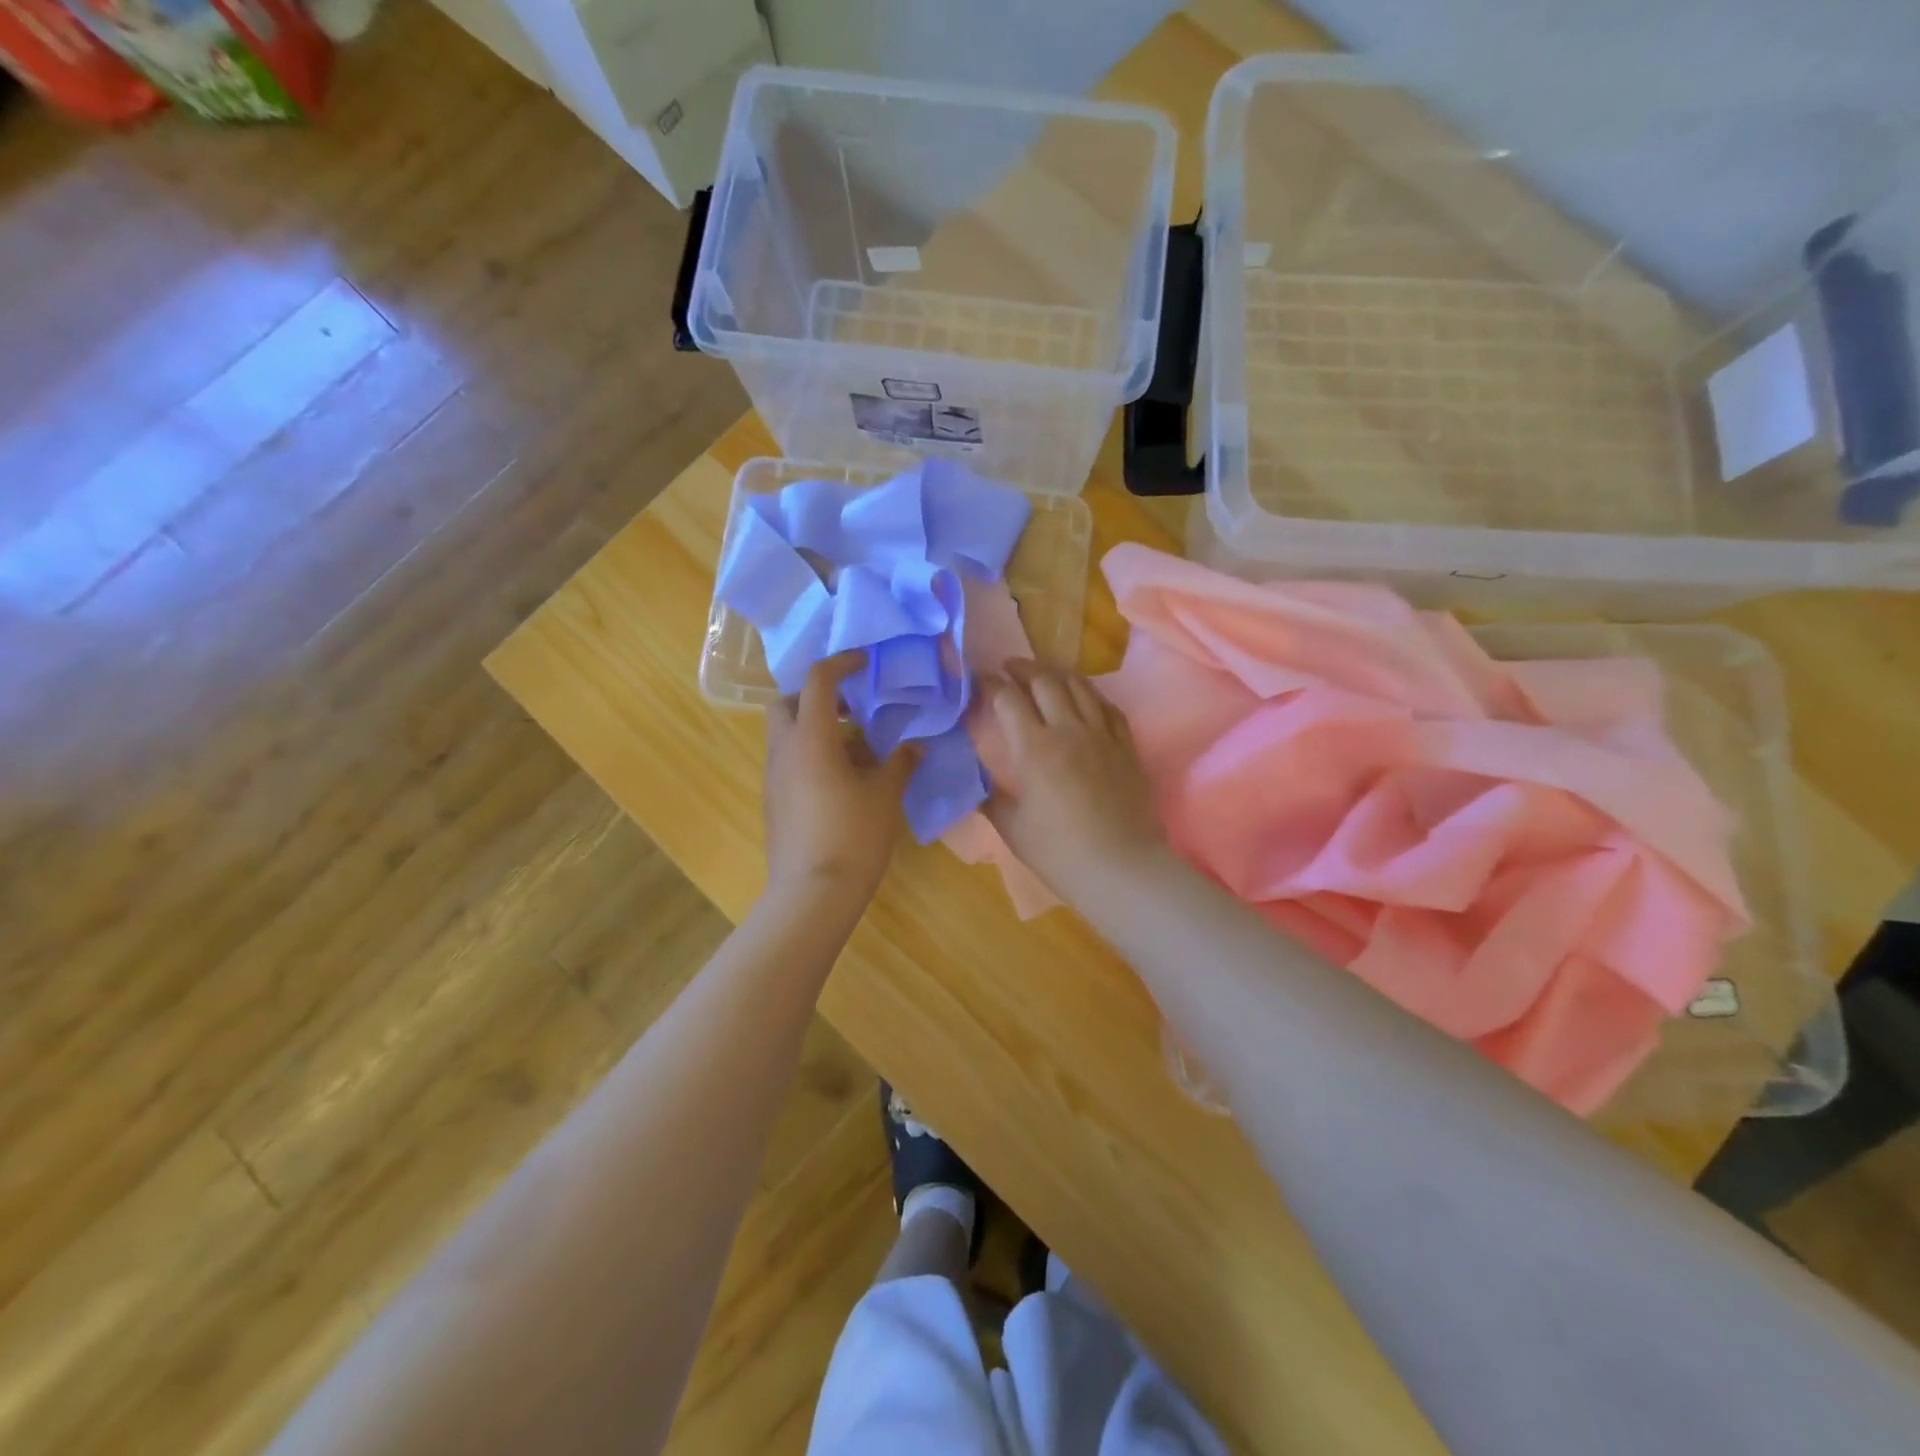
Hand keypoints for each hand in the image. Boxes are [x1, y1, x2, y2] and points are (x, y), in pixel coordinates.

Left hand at [763, 652, 913, 906]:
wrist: (812, 894)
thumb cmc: (853, 836)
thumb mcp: (885, 795)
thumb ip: (900, 763)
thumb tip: (915, 747)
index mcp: (810, 738)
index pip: (817, 680)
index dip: (841, 663)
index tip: (864, 662)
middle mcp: (783, 751)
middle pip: (786, 703)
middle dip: (814, 696)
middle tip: (849, 708)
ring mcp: (773, 778)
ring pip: (785, 735)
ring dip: (814, 728)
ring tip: (855, 749)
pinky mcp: (773, 802)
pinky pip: (788, 762)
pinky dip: (810, 756)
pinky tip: (842, 782)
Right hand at [973, 662, 1166, 899]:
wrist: (1121, 868)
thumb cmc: (1059, 853)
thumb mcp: (1012, 828)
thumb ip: (991, 798)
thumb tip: (977, 783)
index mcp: (1034, 748)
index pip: (1007, 699)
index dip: (989, 684)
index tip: (978, 680)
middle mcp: (1068, 729)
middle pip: (1045, 680)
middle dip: (1022, 668)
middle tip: (1009, 668)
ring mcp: (1102, 735)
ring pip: (1080, 687)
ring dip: (1057, 675)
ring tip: (1045, 676)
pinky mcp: (1127, 747)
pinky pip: (1109, 708)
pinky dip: (1092, 696)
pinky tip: (1086, 701)